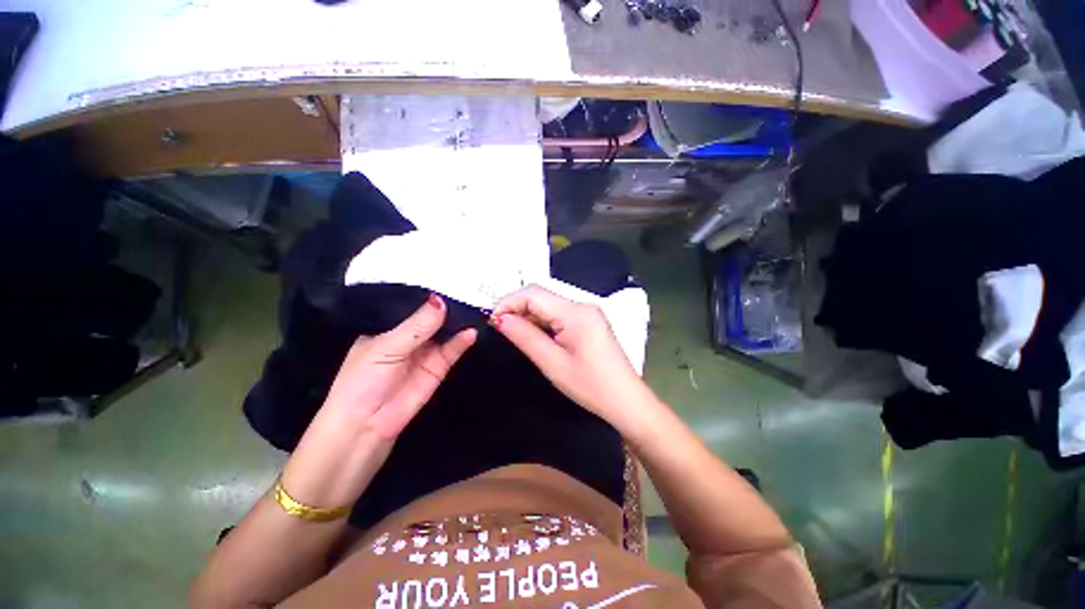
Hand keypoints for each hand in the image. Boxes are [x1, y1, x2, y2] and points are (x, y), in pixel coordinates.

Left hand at [321, 294, 476, 440]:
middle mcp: (410, 335)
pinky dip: (463, 340)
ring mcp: (427, 350)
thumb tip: (440, 300)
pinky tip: (471, 331)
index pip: (412, 303)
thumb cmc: (363, 380)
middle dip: (449, 303)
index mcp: (389, 326)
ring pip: (446, 330)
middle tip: (469, 286)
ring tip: (475, 305)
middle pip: (433, 315)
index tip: (449, 275)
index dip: (428, 291)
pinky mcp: (440, 365)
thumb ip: (416, 325)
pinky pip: (454, 349)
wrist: (366, 426)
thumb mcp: (387, 347)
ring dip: (459, 320)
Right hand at [491, 285, 655, 428]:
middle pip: (541, 295)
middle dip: (517, 307)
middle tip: (500, 329)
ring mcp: (588, 312)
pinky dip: (542, 321)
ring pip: (549, 303)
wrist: (626, 400)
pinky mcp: (589, 321)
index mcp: (575, 312)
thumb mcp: (553, 363)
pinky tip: (535, 335)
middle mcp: (582, 305)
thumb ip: (525, 337)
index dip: (508, 302)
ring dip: (528, 314)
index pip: (533, 293)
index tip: (492, 321)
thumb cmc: (591, 386)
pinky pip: (559, 313)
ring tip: (514, 333)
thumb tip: (500, 319)